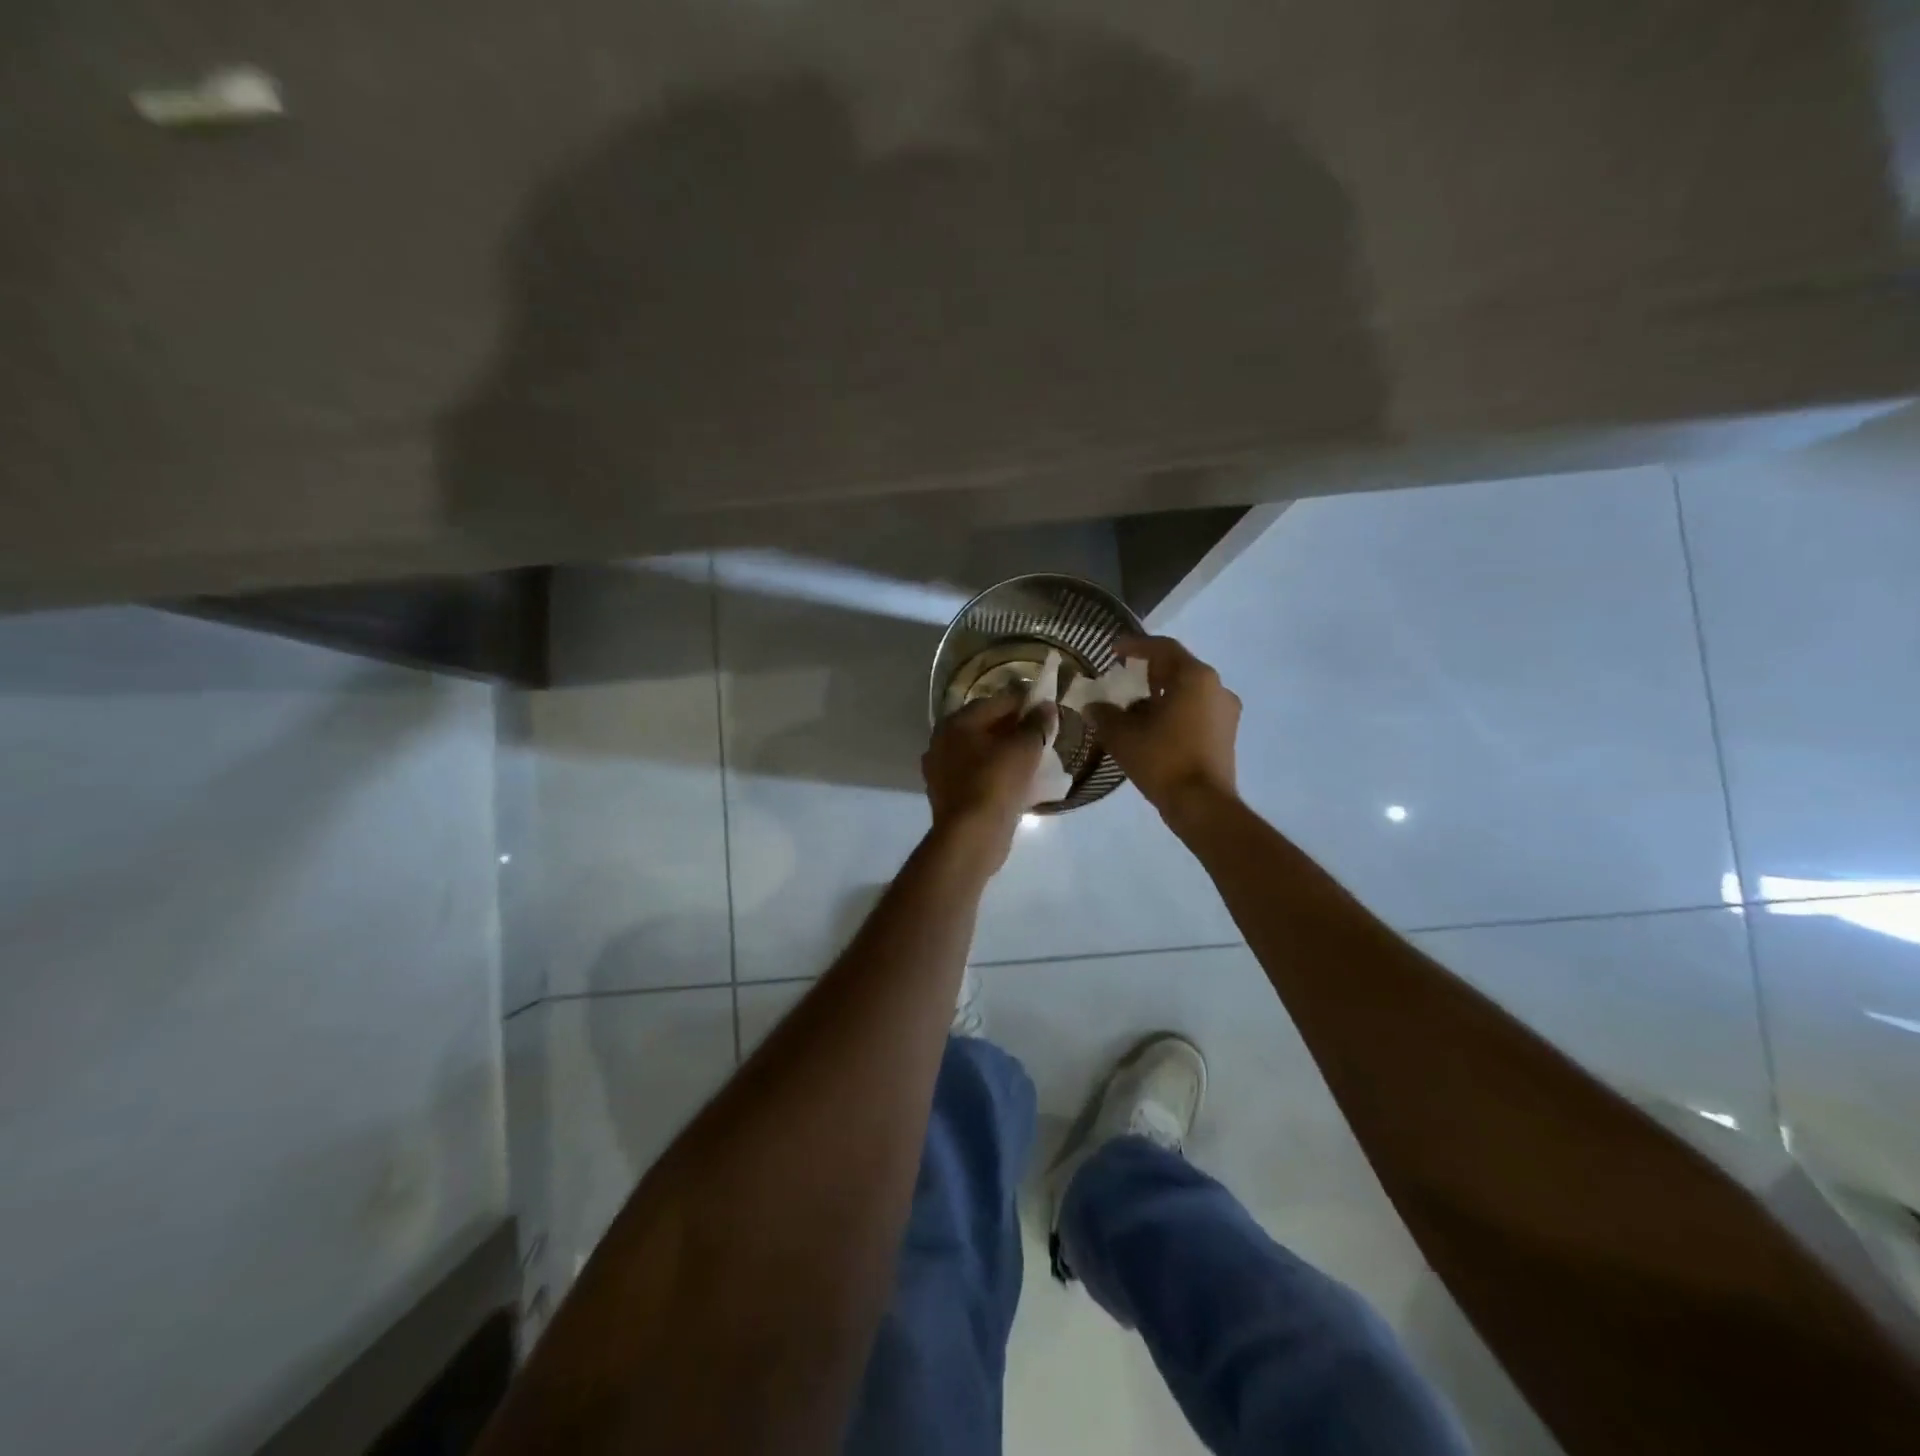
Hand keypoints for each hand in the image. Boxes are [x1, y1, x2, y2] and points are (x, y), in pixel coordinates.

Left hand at [922, 693, 1055, 861]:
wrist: (971, 836)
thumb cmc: (996, 783)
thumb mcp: (1025, 748)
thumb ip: (1037, 723)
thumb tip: (1046, 706)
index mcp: (957, 722)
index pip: (997, 702)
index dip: (1024, 703)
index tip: (1047, 711)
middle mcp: (942, 741)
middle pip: (985, 726)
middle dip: (1013, 728)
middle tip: (1041, 735)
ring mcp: (941, 770)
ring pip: (980, 752)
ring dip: (1004, 752)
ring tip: (1032, 759)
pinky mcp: (946, 794)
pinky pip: (976, 775)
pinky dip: (994, 774)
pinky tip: (1015, 782)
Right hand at [1086, 634, 1240, 824]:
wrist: (1202, 805)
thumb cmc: (1163, 760)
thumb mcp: (1123, 736)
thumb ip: (1104, 714)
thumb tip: (1092, 706)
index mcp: (1195, 677)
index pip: (1163, 648)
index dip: (1135, 646)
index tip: (1113, 650)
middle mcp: (1216, 687)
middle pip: (1178, 668)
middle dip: (1148, 672)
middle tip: (1123, 678)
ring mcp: (1226, 711)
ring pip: (1188, 691)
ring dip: (1161, 694)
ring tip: (1133, 708)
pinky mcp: (1226, 734)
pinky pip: (1196, 710)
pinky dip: (1175, 711)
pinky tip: (1153, 728)